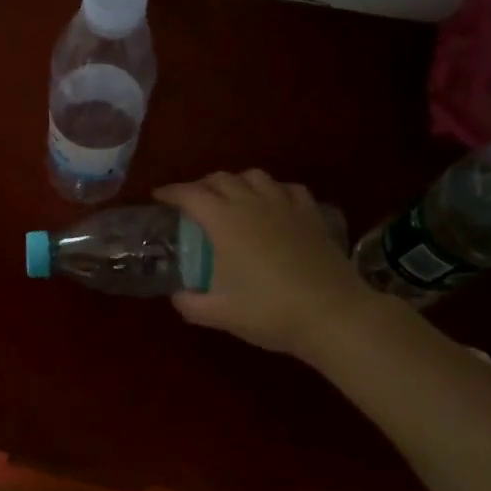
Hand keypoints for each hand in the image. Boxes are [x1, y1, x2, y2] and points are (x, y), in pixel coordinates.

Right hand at [155, 171, 373, 362]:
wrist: (333, 314)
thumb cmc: (269, 311)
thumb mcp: (219, 314)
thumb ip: (189, 303)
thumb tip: (178, 295)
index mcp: (224, 221)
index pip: (190, 194)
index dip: (171, 192)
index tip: (158, 197)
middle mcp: (252, 203)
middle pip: (220, 179)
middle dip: (200, 186)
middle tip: (191, 203)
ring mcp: (285, 205)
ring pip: (254, 176)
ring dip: (235, 182)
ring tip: (230, 199)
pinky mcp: (311, 214)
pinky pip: (287, 188)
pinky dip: (272, 190)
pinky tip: (272, 205)